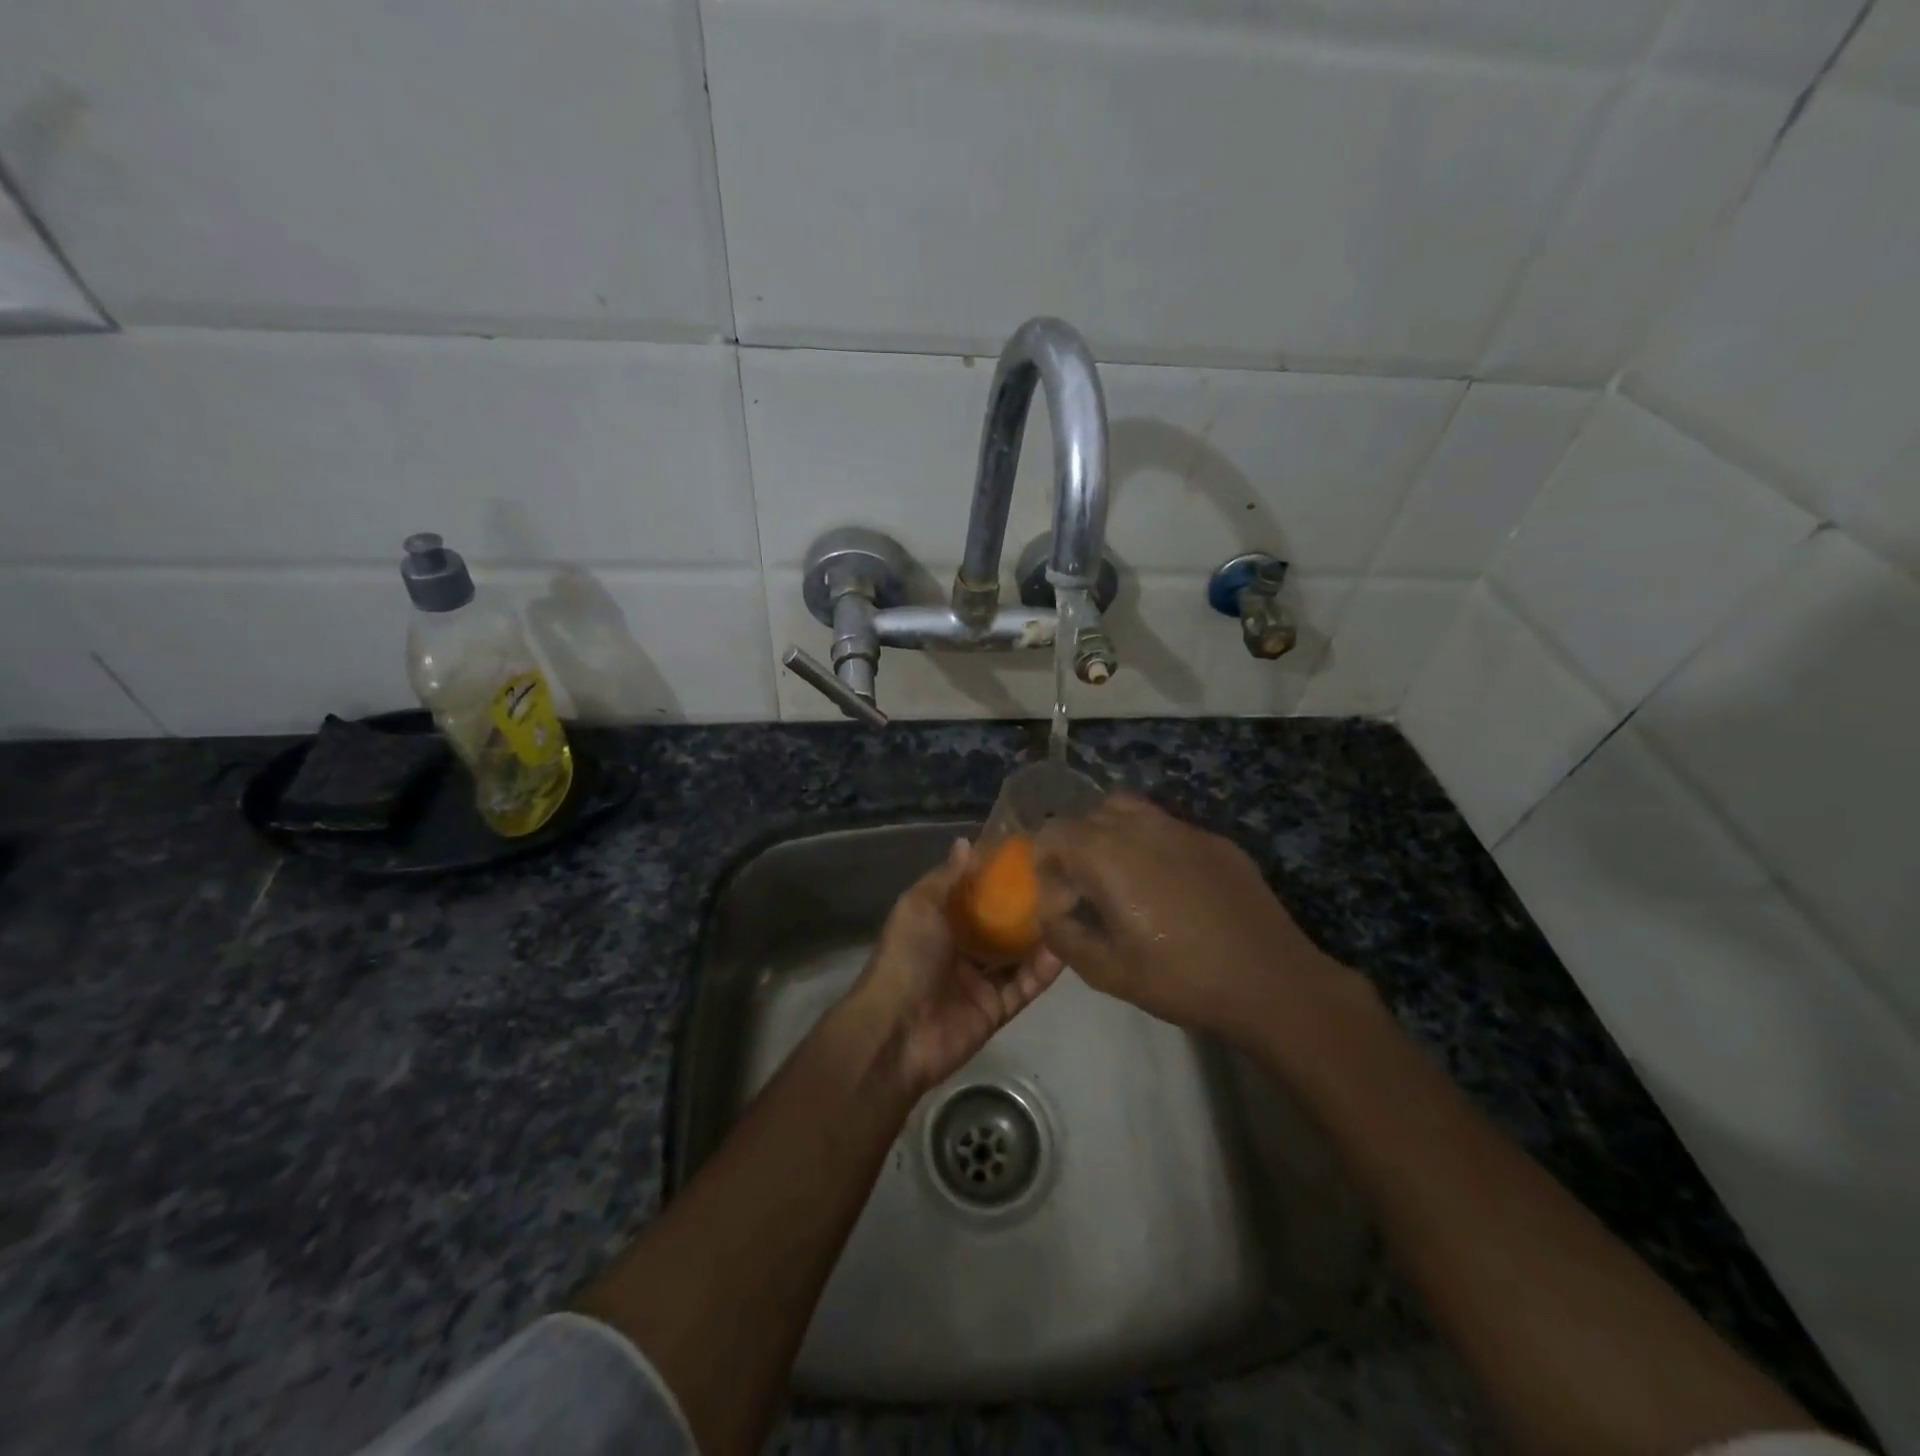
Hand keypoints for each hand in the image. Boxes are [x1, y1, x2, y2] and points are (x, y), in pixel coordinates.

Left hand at [844, 840, 1063, 1095]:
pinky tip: (1068, 948)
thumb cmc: (907, 957)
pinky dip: (1045, 969)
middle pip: (1000, 922)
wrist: (897, 1031)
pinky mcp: (997, 1009)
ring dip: (1041, 935)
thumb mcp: (920, 907)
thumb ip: (948, 878)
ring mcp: (981, 979)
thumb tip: (966, 842)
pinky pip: (1026, 985)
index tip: (1029, 852)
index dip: (997, 874)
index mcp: (940, 920)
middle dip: (1026, 904)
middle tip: (1063, 880)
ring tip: (1074, 909)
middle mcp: (962, 946)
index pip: (974, 892)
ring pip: (1018, 953)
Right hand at [1033, 794, 1355, 1042]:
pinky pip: (1167, 827)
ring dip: (1112, 836)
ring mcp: (1182, 827)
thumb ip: (1064, 937)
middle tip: (1087, 892)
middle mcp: (1140, 826)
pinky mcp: (1214, 839)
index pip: (1053, 833)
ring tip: (1124, 880)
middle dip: (1076, 849)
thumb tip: (1050, 915)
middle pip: (1088, 817)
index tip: (1059, 899)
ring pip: (1129, 811)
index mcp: (1106, 853)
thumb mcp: (1107, 971)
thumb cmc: (1180, 977)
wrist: (1269, 979)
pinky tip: (1171, 887)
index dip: (1044, 863)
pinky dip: (1152, 845)